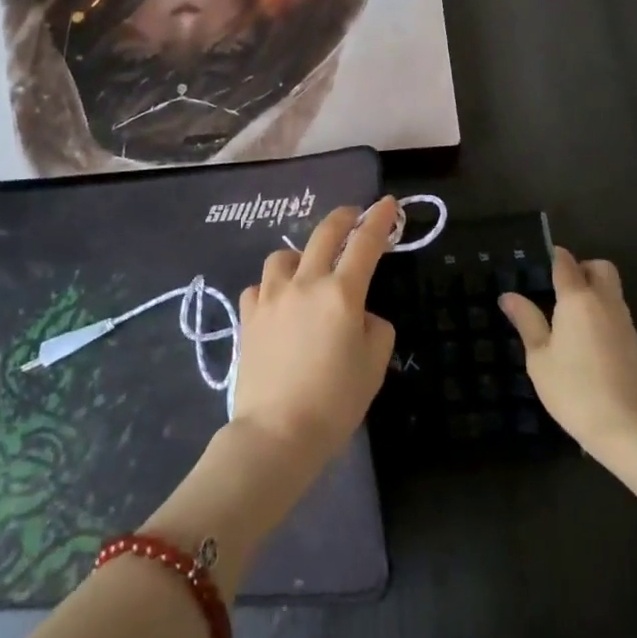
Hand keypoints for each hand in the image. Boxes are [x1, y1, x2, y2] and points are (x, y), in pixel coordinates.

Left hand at [232, 199, 398, 478]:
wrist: (277, 434)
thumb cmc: (335, 401)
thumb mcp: (375, 365)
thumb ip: (375, 327)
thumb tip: (360, 314)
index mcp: (341, 293)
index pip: (365, 243)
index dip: (379, 219)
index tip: (389, 203)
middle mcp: (305, 283)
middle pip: (324, 233)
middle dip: (344, 217)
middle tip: (354, 215)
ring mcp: (271, 296)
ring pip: (284, 255)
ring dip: (301, 255)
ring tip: (307, 270)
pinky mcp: (248, 316)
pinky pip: (260, 286)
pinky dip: (272, 287)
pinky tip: (278, 304)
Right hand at [501, 247, 636, 462]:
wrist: (632, 430)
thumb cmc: (576, 390)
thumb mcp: (540, 358)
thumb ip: (526, 321)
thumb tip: (508, 295)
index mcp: (578, 298)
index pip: (566, 262)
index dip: (553, 256)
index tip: (537, 262)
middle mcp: (605, 302)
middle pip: (599, 267)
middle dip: (581, 269)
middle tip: (557, 290)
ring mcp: (625, 323)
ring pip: (611, 290)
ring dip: (593, 292)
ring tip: (566, 318)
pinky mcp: (635, 344)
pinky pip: (616, 313)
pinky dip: (601, 314)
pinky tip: (584, 342)